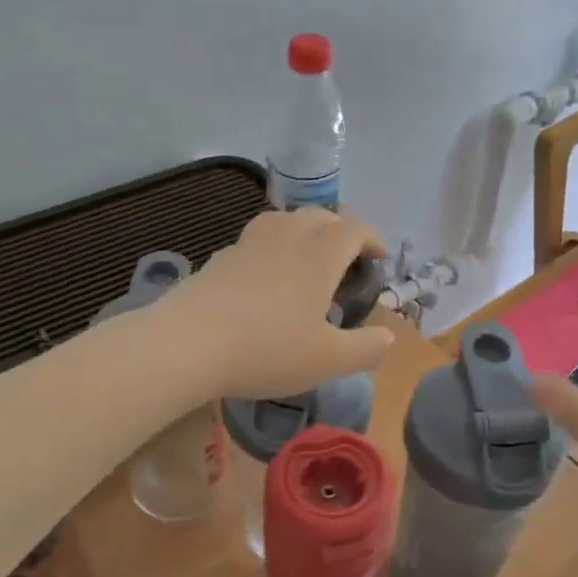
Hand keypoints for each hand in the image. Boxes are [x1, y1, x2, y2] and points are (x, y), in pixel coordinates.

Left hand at [165, 209, 394, 399]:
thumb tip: (389, 336)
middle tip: (347, 256)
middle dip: (339, 230)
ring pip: (283, 220)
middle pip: (318, 216)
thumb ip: (365, 348)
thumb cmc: (268, 349)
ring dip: (303, 230)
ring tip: (306, 255)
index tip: (379, 256)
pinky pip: (255, 240)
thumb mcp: (328, 360)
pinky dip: (270, 247)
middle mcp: (286, 239)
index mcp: (319, 256)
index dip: (372, 238)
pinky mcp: (219, 259)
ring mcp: (248, 245)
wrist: (188, 343)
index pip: (354, 230)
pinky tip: (264, 275)